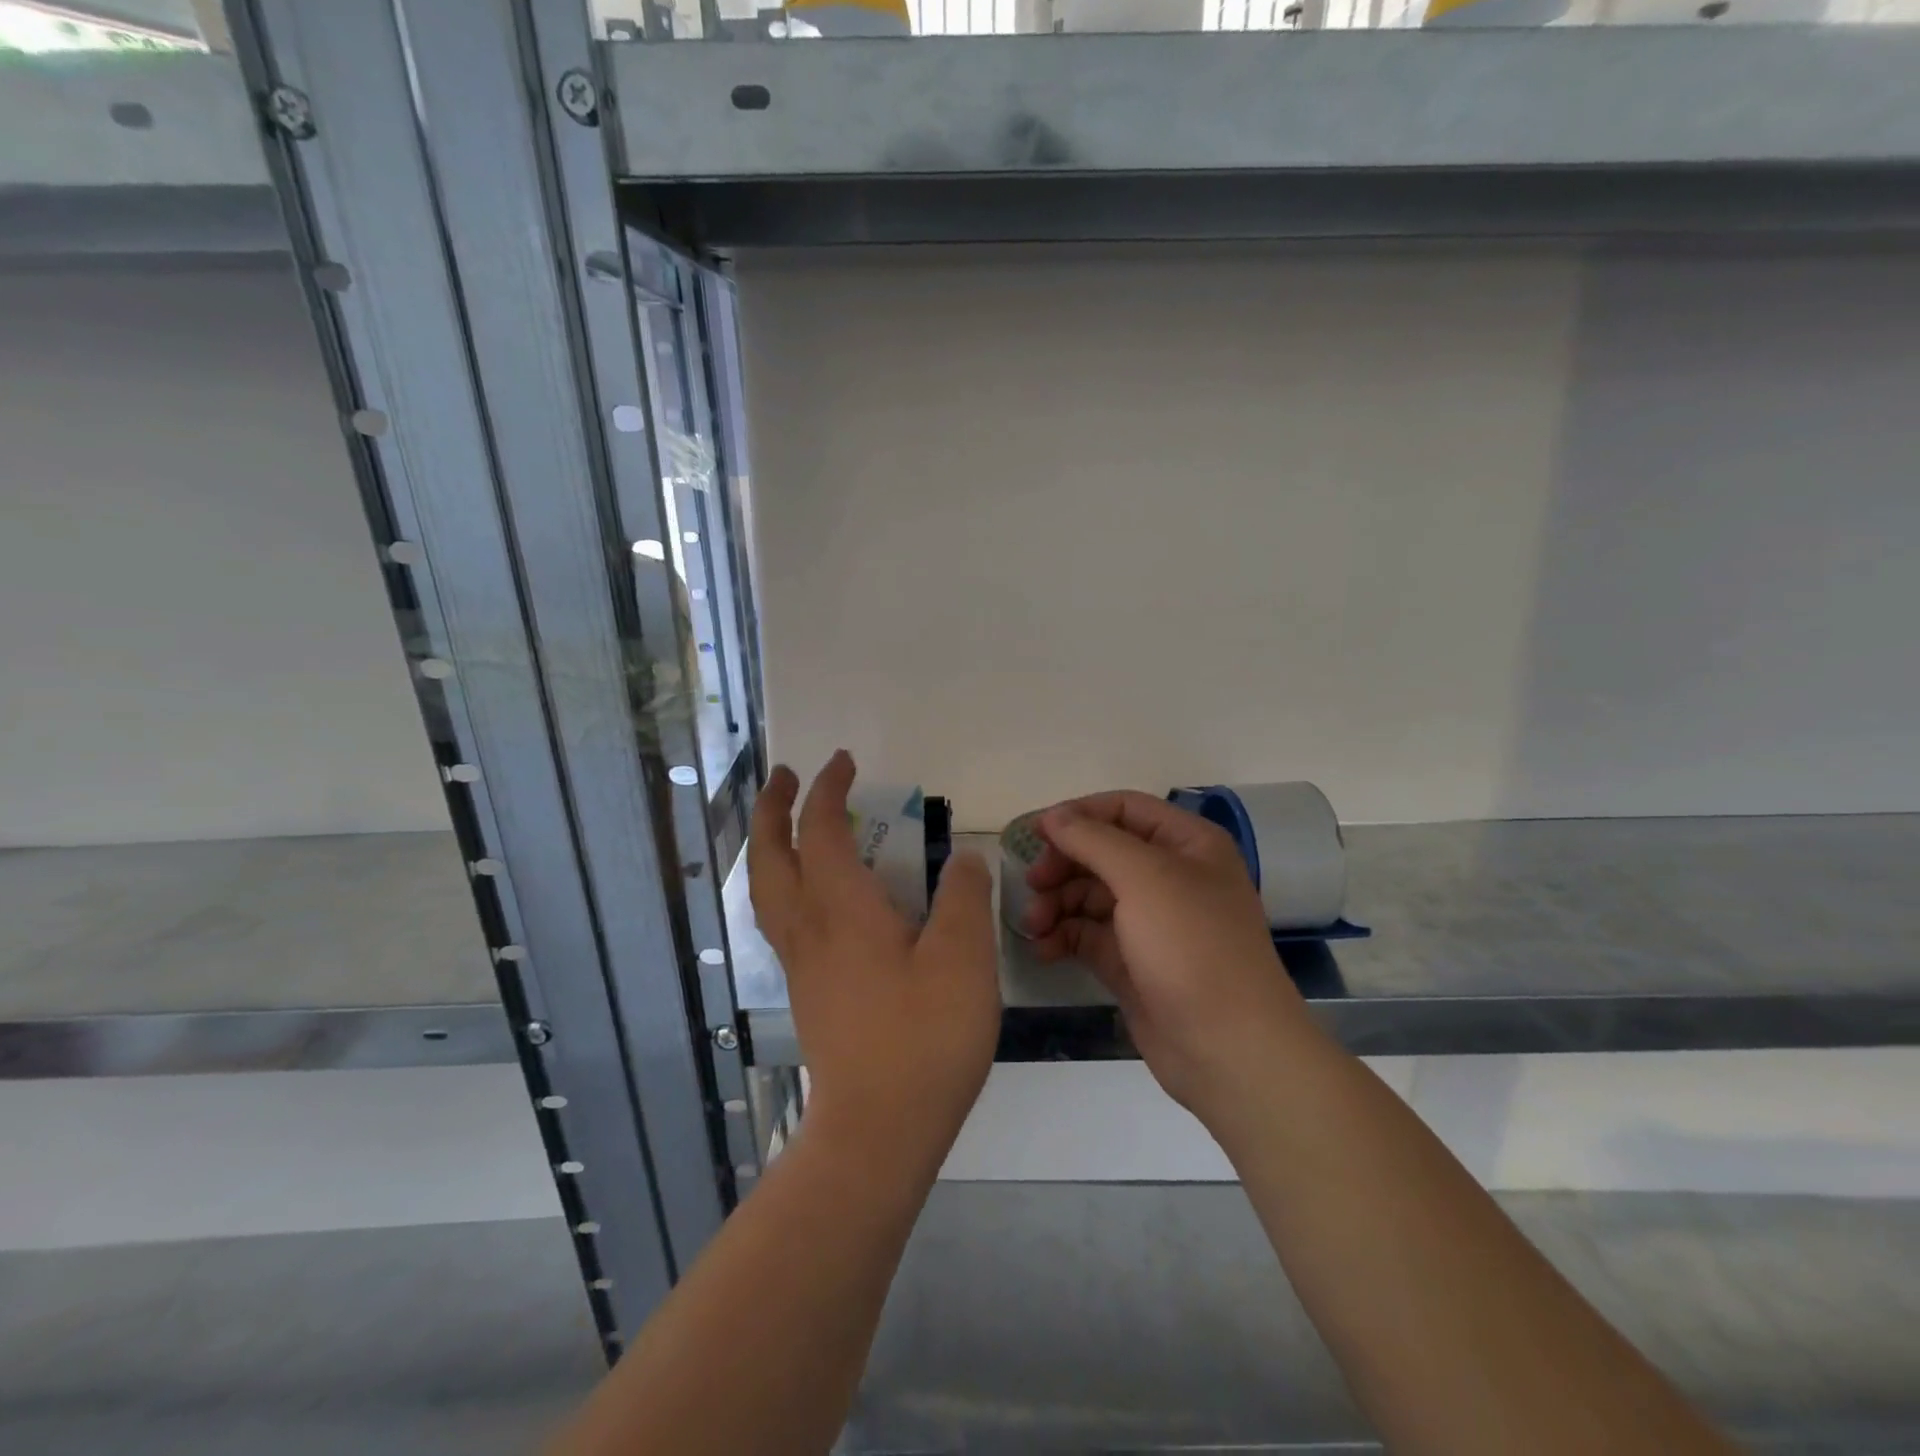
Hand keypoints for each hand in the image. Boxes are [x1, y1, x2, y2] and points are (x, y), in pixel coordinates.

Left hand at [749, 751, 1000, 1177]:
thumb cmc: (924, 1037)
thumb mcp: (963, 957)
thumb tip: (961, 857)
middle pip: (769, 856)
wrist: (878, 1129)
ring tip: (788, 825)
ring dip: (769, 846)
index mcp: (841, 909)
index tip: (842, 762)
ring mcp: (801, 963)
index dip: (826, 790)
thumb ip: (963, 896)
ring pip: (766, 890)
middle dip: (771, 808)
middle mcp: (809, 928)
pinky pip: (781, 919)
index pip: (819, 830)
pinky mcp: (808, 992)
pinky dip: (783, 884)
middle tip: (784, 776)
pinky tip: (813, 896)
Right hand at [1023, 791, 1315, 1122]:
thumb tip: (1053, 816)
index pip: (1124, 808)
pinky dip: (1065, 936)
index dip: (1079, 815)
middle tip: (1033, 884)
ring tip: (1034, 925)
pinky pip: (1089, 934)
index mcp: (1187, 844)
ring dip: (1058, 903)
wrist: (1228, 1049)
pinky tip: (1044, 949)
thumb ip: (1093, 840)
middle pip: (1103, 851)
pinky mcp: (1133, 961)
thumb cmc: (1192, 946)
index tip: (1035, 833)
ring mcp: (1151, 921)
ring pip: (1091, 894)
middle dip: (1064, 864)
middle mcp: (1170, 876)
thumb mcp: (1144, 878)